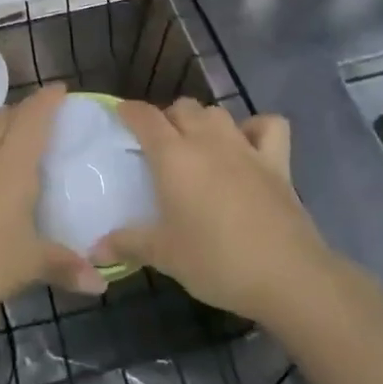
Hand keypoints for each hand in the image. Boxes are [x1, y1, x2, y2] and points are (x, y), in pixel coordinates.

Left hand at [0, 85, 101, 313]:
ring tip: (2, 121)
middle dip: (23, 110)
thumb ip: (65, 267)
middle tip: (38, 114)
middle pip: (3, 118)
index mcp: (13, 164)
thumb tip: (101, 283)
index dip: (47, 101)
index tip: (60, 89)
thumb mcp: (29, 265)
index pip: (33, 119)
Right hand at [95, 98, 339, 325]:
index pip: (145, 117)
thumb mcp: (165, 256)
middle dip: (168, 118)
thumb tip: (95, 248)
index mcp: (174, 156)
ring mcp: (245, 147)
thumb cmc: (216, 261)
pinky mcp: (277, 161)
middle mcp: (207, 141)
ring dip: (203, 121)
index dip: (130, 111)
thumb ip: (128, 244)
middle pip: (183, 107)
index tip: (120, 115)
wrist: (287, 275)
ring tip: (197, 143)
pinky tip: (248, 144)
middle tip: (159, 145)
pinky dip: (256, 127)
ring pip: (218, 112)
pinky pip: (268, 126)